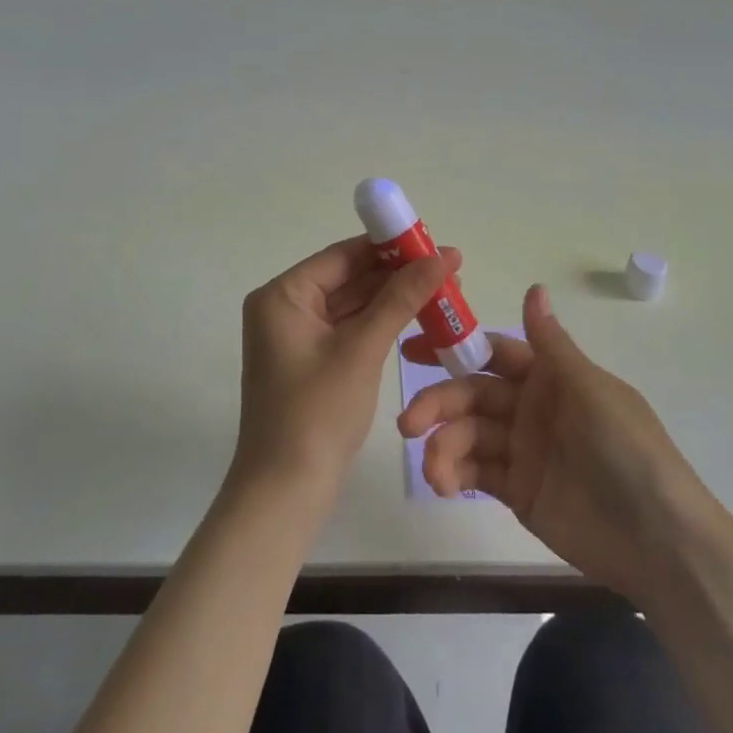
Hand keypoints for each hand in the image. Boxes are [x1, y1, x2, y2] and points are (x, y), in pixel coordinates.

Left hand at [235, 235, 459, 501]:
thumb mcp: (362, 349)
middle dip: (397, 274)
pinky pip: (350, 329)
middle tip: (449, 268)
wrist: (286, 490)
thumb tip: (443, 255)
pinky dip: (381, 324)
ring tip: (444, 290)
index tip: (434, 242)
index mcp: (283, 295)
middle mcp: (284, 308)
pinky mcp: (312, 361)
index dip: (390, 246)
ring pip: (353, 304)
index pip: (343, 256)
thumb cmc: (318, 412)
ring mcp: (297, 336)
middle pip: (348, 277)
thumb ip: (402, 298)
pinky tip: (418, 317)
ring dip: (394, 299)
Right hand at [398, 284, 714, 600]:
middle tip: (408, 423)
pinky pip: (476, 474)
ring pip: (468, 436)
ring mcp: (523, 451)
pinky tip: (444, 485)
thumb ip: (551, 344)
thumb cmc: (627, 450)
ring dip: (443, 447)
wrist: (659, 540)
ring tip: (433, 471)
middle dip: (438, 404)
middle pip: (472, 396)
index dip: (454, 348)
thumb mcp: (589, 390)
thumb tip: (534, 286)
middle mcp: (531, 408)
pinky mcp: (517, 491)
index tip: (412, 348)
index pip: (492, 354)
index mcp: (551, 378)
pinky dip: (454, 475)